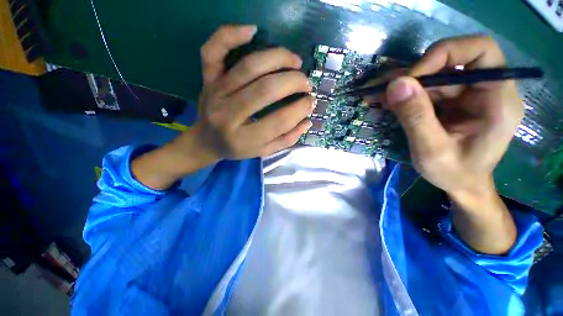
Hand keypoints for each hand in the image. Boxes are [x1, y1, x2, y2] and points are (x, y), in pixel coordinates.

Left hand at [132, 25, 312, 189]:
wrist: (206, 141)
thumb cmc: (237, 148)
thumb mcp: (264, 151)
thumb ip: (287, 139)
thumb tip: (308, 121)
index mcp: (244, 139)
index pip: (279, 121)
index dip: (300, 109)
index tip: (311, 102)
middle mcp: (228, 114)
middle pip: (266, 89)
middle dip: (293, 82)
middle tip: (306, 82)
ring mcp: (215, 93)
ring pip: (249, 66)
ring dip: (278, 58)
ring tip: (295, 61)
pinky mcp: (207, 79)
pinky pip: (213, 50)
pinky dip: (231, 34)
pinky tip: (252, 31)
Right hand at [384, 36, 521, 253]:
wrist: (460, 186)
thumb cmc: (454, 175)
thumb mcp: (433, 151)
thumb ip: (416, 117)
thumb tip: (396, 86)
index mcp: (495, 96)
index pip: (474, 51)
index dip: (440, 56)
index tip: (409, 80)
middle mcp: (481, 87)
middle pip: (450, 56)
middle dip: (416, 70)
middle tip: (389, 90)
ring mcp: (463, 93)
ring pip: (431, 73)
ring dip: (401, 84)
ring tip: (376, 98)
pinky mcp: (446, 101)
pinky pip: (421, 88)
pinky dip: (400, 93)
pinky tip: (382, 103)